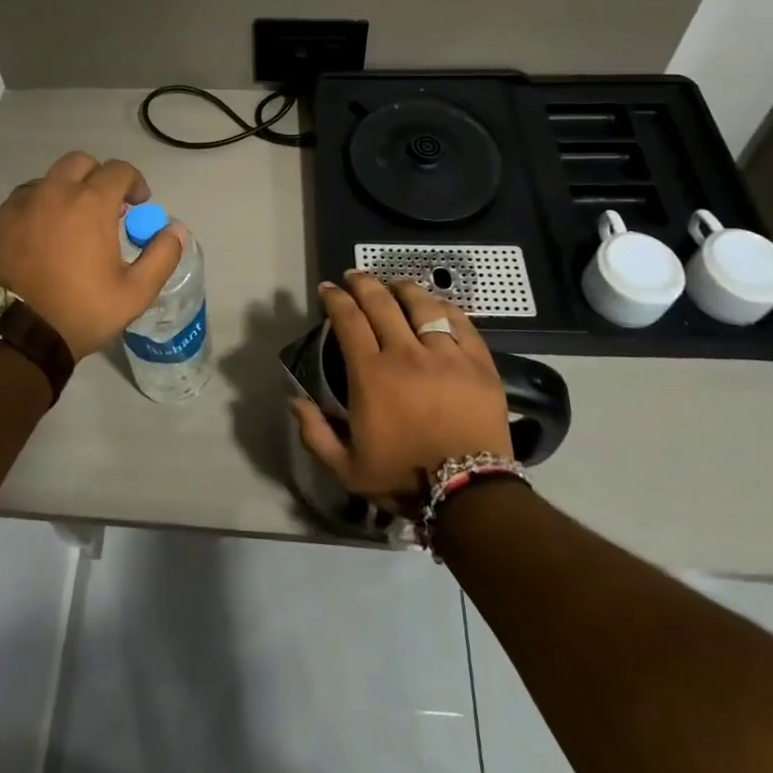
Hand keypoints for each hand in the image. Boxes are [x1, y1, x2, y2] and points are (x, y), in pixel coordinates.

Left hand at [0, 151, 185, 360]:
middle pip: (79, 163)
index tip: (138, 203)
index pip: (118, 170)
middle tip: (103, 208)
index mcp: (89, 202)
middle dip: (96, 177)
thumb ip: (161, 256)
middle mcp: (51, 192)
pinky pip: (17, 207)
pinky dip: (33, 216)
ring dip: (62, 195)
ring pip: (45, 183)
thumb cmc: (77, 312)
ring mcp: (15, 206)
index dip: (134, 182)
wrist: (7, 338)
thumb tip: (177, 230)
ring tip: (67, 228)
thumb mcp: (133, 294)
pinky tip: (35, 246)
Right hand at [292, 272, 512, 515]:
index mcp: (371, 374)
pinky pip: (460, 322)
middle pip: (381, 302)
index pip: (348, 320)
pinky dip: (444, 308)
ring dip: (403, 289)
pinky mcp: (478, 363)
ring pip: (421, 305)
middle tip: (354, 276)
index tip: (328, 289)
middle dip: (363, 283)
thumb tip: (294, 400)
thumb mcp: (347, 469)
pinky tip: (435, 305)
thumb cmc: (405, 479)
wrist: (471, 496)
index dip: (335, 299)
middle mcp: (406, 354)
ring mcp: (446, 355)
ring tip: (395, 284)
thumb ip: (315, 434)